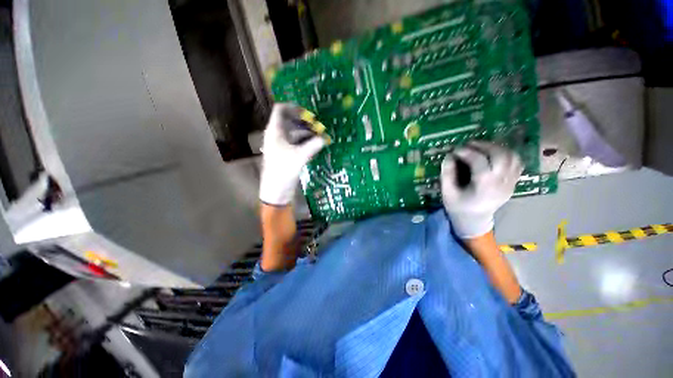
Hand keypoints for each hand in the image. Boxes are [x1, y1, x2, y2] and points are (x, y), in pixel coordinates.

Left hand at [259, 104, 325, 205]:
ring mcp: (281, 145)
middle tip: (319, 126)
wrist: (276, 190)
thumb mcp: (300, 156)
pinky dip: (306, 142)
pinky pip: (296, 143)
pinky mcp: (286, 154)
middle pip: (290, 121)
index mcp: (275, 131)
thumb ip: (313, 145)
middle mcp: (277, 135)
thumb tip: (325, 138)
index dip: (293, 108)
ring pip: (295, 133)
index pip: (280, 110)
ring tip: (321, 136)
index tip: (308, 113)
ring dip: (307, 133)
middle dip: (305, 123)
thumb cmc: (284, 170)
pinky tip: (316, 145)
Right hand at [441, 141, 522, 238]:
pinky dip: (506, 154)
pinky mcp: (513, 182)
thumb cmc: (458, 207)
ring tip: (481, 147)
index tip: (455, 150)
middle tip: (470, 144)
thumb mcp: (447, 192)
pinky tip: (493, 154)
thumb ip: (447, 174)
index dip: (467, 152)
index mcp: (483, 187)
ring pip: (512, 157)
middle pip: (501, 156)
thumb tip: (449, 156)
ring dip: (496, 148)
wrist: (474, 220)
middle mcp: (501, 183)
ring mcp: (510, 183)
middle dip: (484, 146)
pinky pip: (517, 162)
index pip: (479, 162)